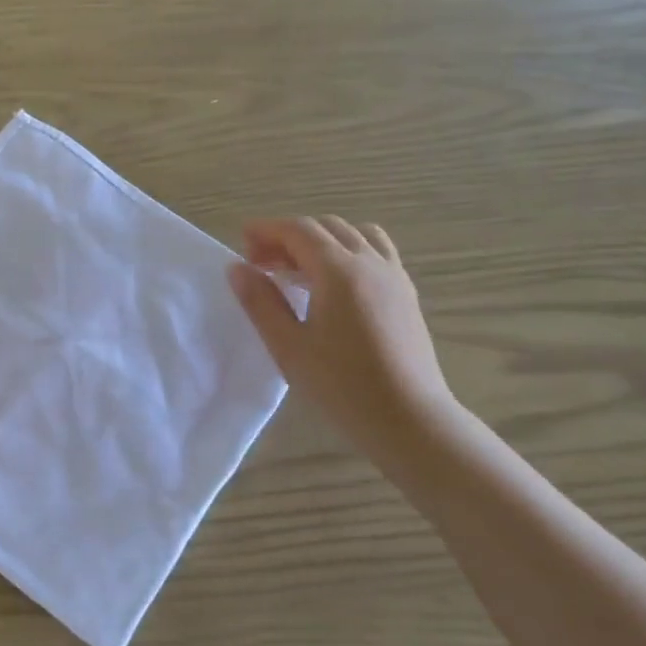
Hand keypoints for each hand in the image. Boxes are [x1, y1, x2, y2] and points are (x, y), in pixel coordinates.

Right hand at [227, 216, 452, 448]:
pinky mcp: (406, 294)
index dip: (267, 230)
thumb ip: (260, 302)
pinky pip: (375, 252)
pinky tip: (332, 285)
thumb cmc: (341, 385)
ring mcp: (394, 276)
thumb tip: (237, 268)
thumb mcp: (288, 346)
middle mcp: (371, 263)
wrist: (408, 418)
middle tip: (261, 263)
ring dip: (320, 241)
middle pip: (327, 227)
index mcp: (339, 271)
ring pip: (355, 235)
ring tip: (297, 270)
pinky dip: (347, 252)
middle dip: (289, 236)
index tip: (241, 242)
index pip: (299, 230)